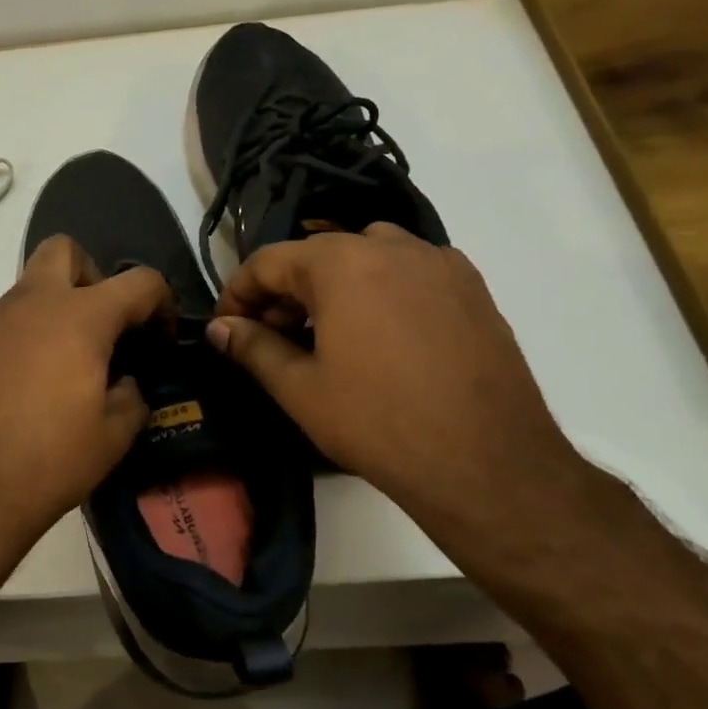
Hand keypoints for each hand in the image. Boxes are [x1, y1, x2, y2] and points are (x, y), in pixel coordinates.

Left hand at [0, 235, 169, 590]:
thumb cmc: (46, 465)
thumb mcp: (112, 438)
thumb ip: (131, 397)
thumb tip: (124, 382)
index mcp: (79, 318)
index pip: (139, 281)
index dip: (161, 302)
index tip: (160, 337)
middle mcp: (28, 304)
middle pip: (63, 250)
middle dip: (90, 275)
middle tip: (97, 326)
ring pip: (24, 294)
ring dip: (47, 317)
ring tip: (52, 374)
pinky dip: (11, 348)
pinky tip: (8, 395)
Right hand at [206, 226, 590, 541]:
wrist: (487, 463)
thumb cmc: (378, 422)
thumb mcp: (299, 387)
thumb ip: (252, 347)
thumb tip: (221, 328)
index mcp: (342, 262)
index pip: (268, 262)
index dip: (238, 293)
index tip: (226, 327)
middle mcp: (391, 246)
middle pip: (317, 255)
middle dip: (284, 292)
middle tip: (269, 338)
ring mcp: (438, 263)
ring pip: (365, 256)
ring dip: (332, 287)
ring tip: (324, 334)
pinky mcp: (472, 287)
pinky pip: (408, 272)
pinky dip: (380, 290)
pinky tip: (379, 335)